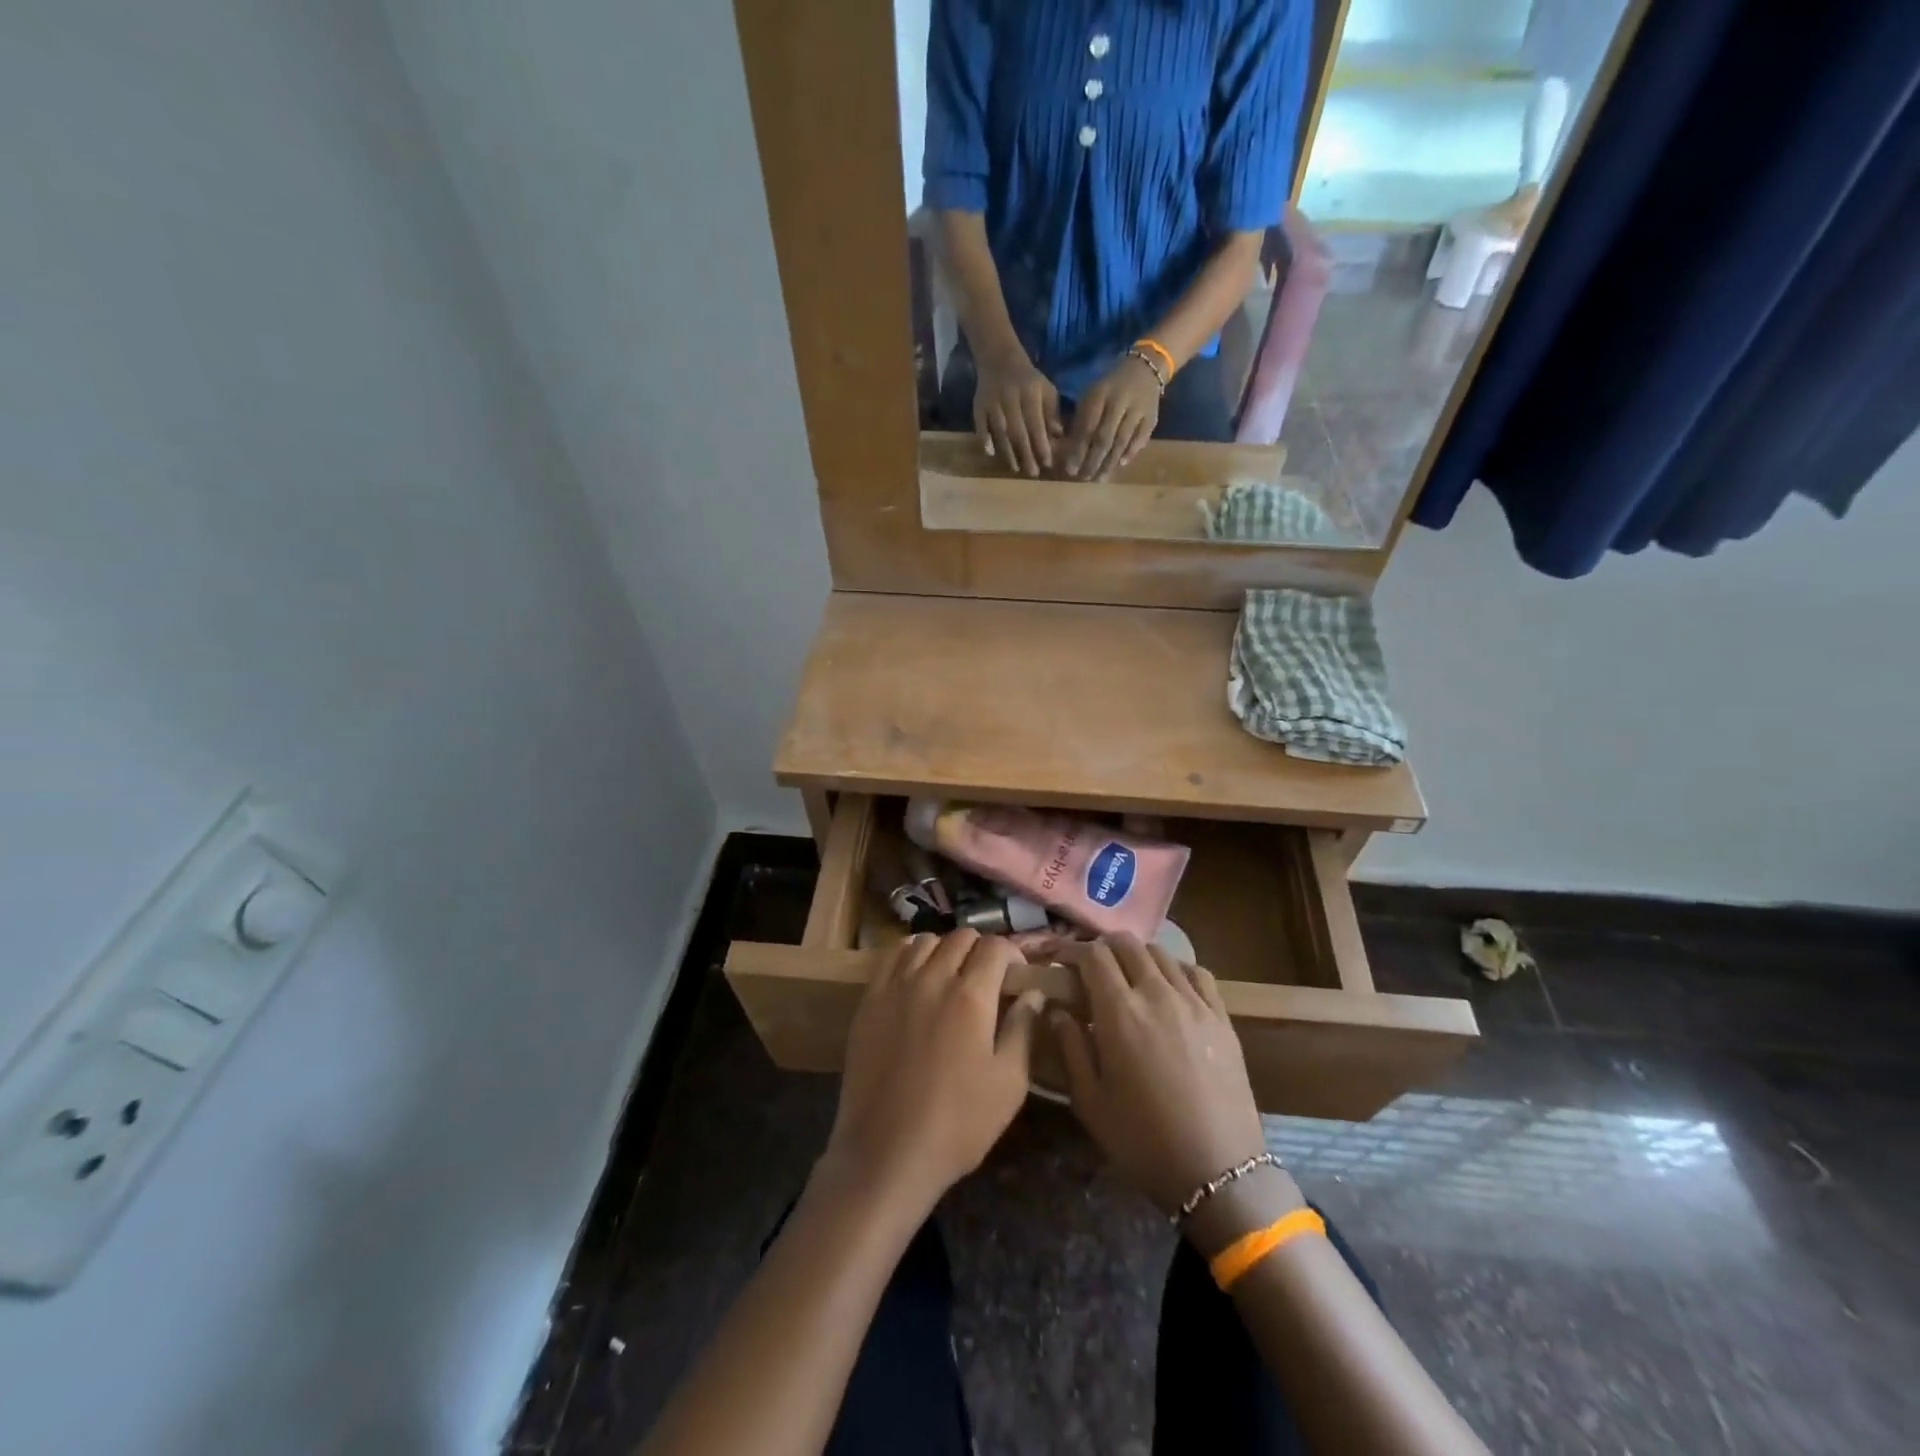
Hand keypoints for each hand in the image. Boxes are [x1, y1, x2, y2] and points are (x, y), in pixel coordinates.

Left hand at [819, 931, 1045, 1214]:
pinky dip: (911, 955)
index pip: (996, 947)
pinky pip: (893, 957)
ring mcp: (896, 986)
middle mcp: (933, 978)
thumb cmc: (958, 1124)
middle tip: (987, 978)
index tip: (1016, 976)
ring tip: (951, 976)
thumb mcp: (1009, 1084)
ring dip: (946, 950)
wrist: (886, 1152)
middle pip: (961, 937)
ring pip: (926, 941)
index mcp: (971, 996)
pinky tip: (917, 977)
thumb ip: (1023, 1029)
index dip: (1013, 954)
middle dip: (981, 950)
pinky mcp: (869, 1000)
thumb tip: (1032, 993)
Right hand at [974, 347, 1063, 476]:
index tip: (1047, 463)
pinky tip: (990, 453)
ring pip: (1000, 431)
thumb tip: (1058, 437)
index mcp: (1029, 393)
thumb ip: (1051, 413)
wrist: (999, 358)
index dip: (1041, 444)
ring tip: (1016, 469)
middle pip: (1018, 431)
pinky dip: (984, 439)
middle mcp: (1010, 398)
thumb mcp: (1045, 390)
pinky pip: (980, 425)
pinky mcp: (979, 406)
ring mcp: (992, 403)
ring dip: (1008, 452)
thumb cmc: (1028, 380)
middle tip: (1033, 473)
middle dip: (1026, 454)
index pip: (1036, 423)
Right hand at [1051, 935, 1271, 1217]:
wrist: (1219, 1172)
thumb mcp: (1090, 1102)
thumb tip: (1057, 1010)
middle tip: (1090, 967)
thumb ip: (1070, 1047)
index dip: (1072, 949)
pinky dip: (1176, 969)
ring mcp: (1194, 1002)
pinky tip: (1169, 986)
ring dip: (1137, 956)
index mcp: (1119, 1012)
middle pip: (1127, 944)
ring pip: (1161, 954)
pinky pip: (1197, 973)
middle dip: (1103, 947)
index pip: (1093, 955)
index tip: (1059, 957)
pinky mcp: (1221, 1017)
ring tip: (1128, 977)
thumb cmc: (1143, 1141)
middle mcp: (1157, 994)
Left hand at [1062, 354, 1162, 478]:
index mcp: (1100, 394)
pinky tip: (1120, 465)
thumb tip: (1070, 451)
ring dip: (1109, 463)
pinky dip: (1130, 453)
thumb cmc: (1110, 386)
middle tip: (1084, 479)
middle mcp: (1120, 402)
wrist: (1145, 368)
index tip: (1070, 470)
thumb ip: (1081, 420)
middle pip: (1104, 438)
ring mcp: (1138, 410)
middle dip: (1093, 461)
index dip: (1078, 450)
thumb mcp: (1091, 395)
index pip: (1087, 428)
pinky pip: (1141, 439)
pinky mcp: (1152, 417)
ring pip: (1122, 441)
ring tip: (1099, 479)